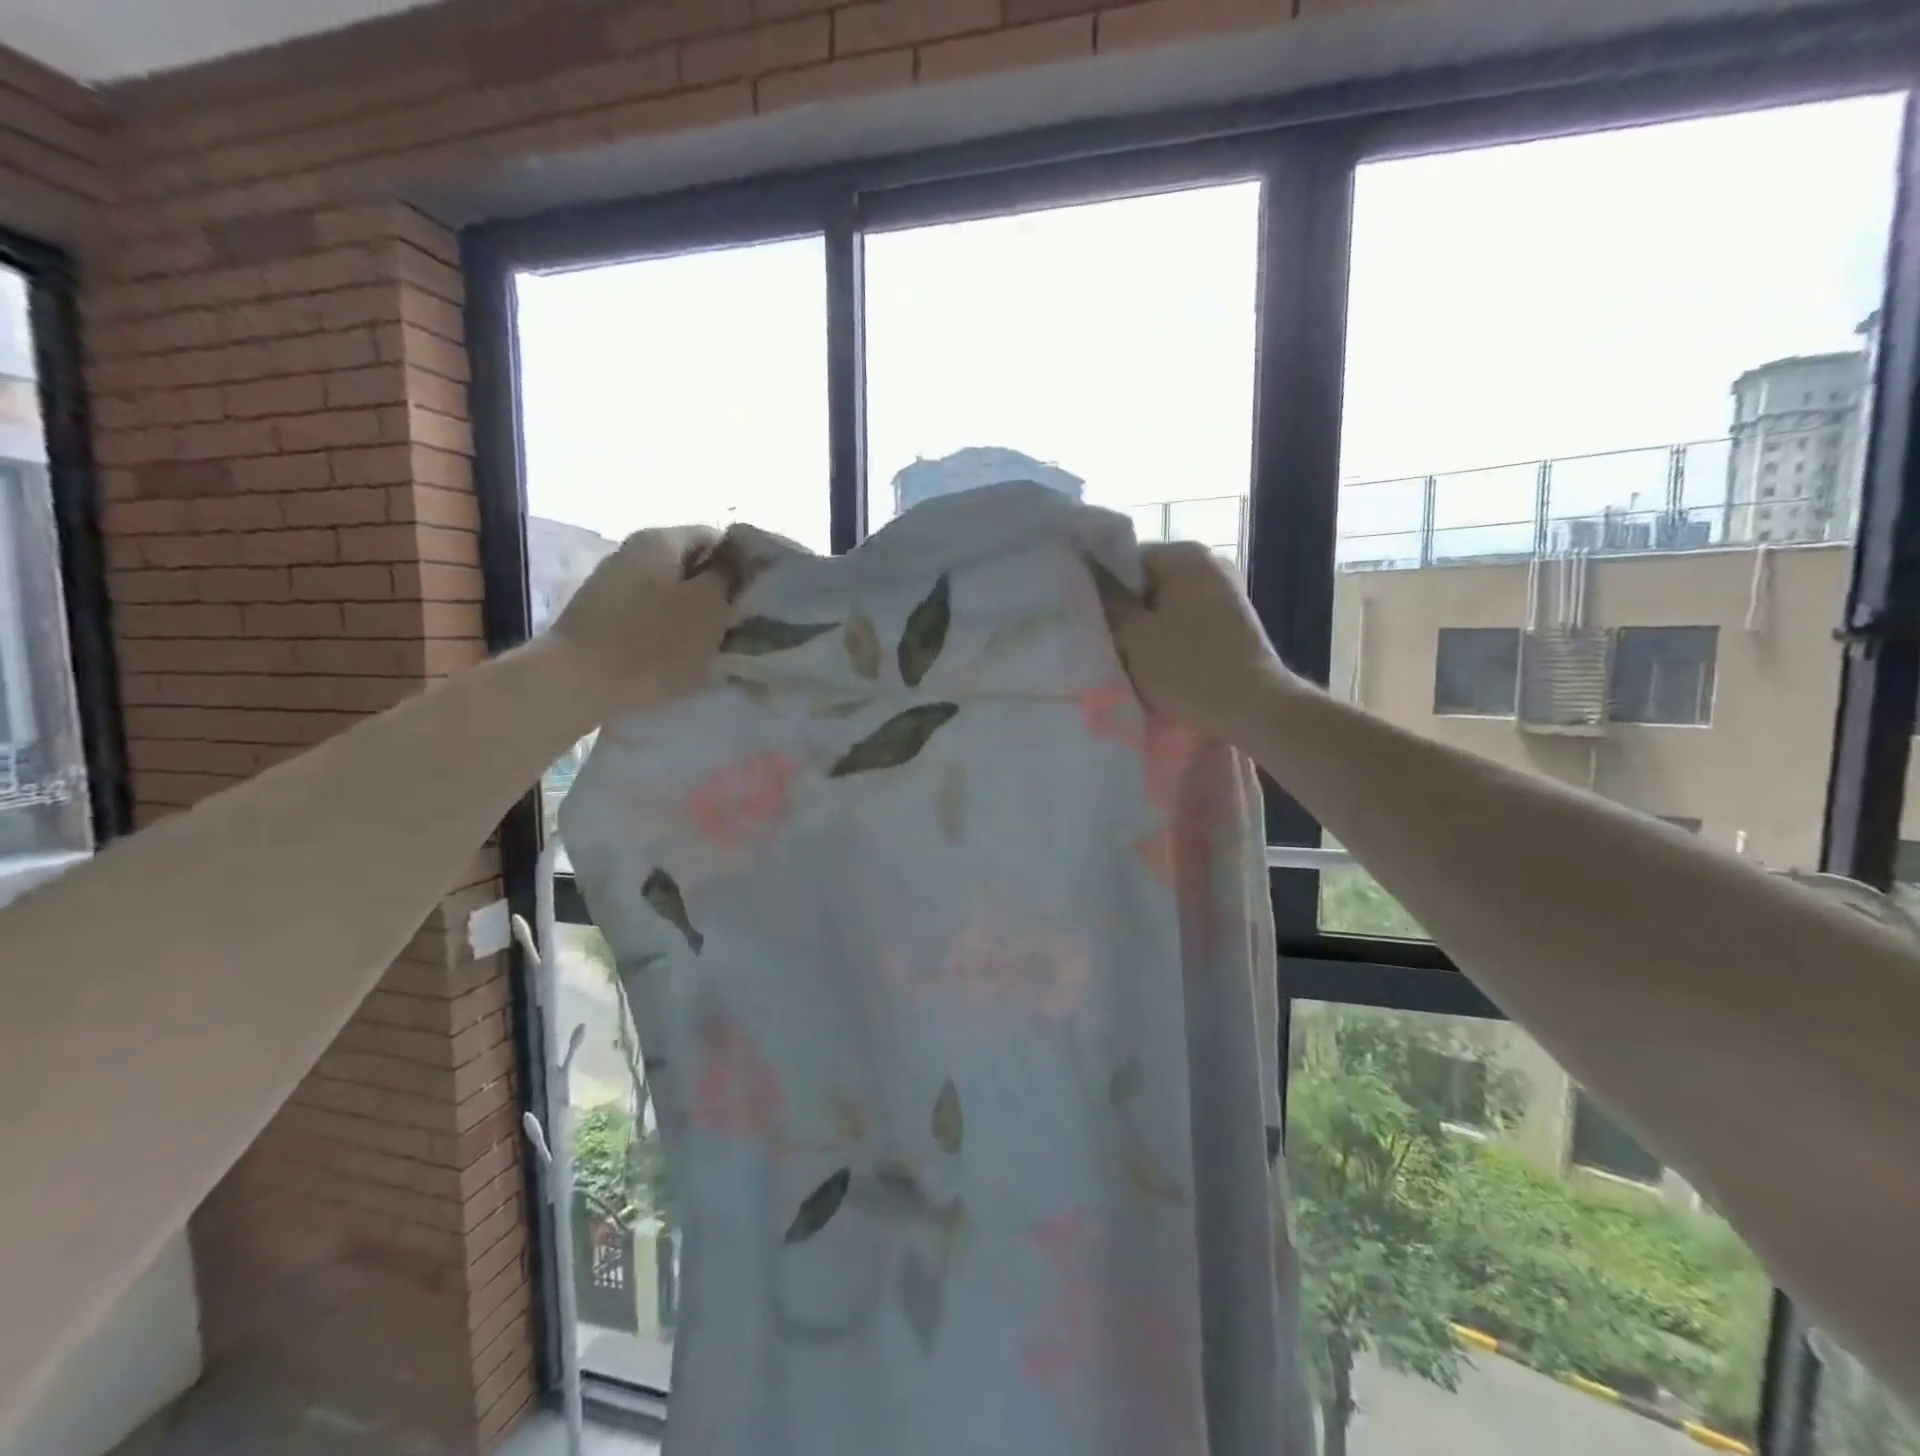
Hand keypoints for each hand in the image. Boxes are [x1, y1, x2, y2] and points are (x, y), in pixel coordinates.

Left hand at [552, 525, 733, 708]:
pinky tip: (674, 657)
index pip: (716, 538)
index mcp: (661, 540)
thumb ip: (728, 576)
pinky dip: (665, 631)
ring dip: (692, 615)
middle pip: (690, 565)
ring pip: (669, 592)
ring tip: (709, 646)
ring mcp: (612, 582)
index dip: (742, 564)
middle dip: (716, 593)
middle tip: (737, 625)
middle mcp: (633, 551)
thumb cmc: (653, 644)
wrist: (576, 683)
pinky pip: (647, 615)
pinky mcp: (600, 615)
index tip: (756, 596)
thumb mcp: (708, 607)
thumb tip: (738, 557)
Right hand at [1110, 541, 1289, 741]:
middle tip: (1111, 645)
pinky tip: (1164, 665)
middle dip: (1128, 612)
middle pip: (1148, 582)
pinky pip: (1189, 620)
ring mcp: (1227, 591)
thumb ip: (1108, 600)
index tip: (1094, 623)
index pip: (1125, 560)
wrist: (1254, 708)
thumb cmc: (1187, 668)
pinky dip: (1173, 638)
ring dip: (1149, 629)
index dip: (1104, 591)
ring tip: (1135, 659)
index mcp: (1185, 555)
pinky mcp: (1235, 620)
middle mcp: (1210, 562)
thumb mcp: (1134, 636)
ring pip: (1168, 604)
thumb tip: (1090, 573)